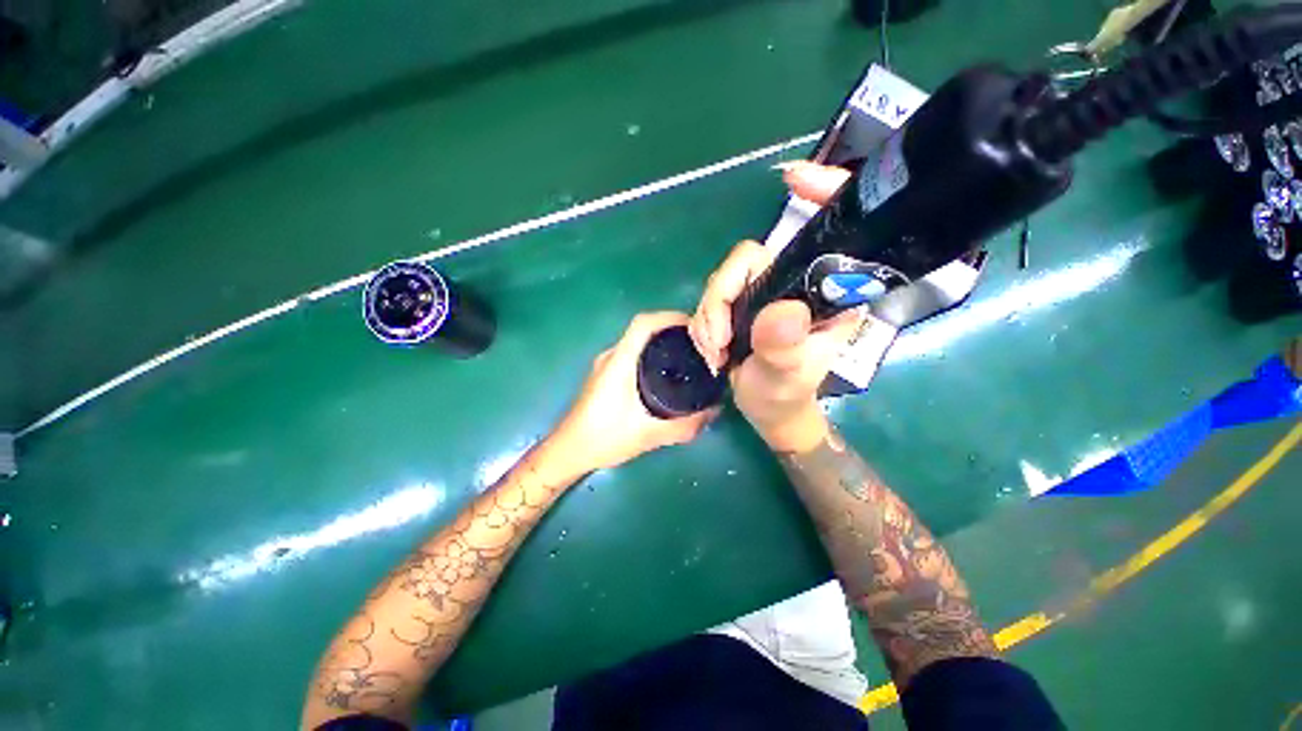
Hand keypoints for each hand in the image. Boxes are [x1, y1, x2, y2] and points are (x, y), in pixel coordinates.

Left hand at [551, 311, 718, 472]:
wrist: (569, 450)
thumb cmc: (604, 437)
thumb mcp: (649, 434)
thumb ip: (684, 426)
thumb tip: (714, 411)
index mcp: (619, 361)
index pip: (644, 323)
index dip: (670, 317)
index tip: (696, 326)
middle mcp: (611, 356)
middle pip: (644, 330)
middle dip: (672, 331)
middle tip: (699, 345)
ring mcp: (606, 365)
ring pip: (637, 343)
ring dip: (661, 343)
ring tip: (687, 357)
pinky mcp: (605, 375)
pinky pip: (632, 355)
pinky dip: (651, 356)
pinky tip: (665, 375)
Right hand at [688, 162, 881, 451]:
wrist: (766, 410)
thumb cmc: (785, 395)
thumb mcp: (787, 377)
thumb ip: (784, 347)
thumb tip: (781, 311)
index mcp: (825, 293)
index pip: (829, 233)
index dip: (822, 194)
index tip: (793, 180)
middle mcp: (794, 283)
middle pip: (747, 260)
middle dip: (721, 298)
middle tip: (715, 340)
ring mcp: (763, 292)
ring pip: (722, 280)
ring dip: (707, 317)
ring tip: (713, 352)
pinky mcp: (740, 304)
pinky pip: (710, 298)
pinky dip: (702, 323)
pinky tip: (709, 348)